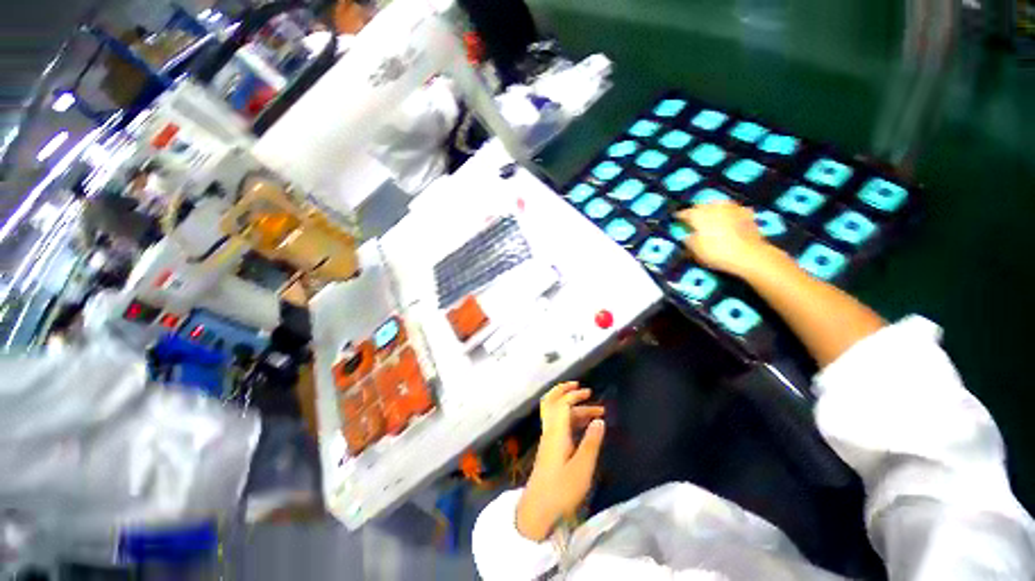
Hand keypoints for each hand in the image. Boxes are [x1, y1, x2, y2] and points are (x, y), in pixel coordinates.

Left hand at [516, 382, 605, 541]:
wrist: (537, 510)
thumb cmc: (561, 490)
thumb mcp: (582, 469)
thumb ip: (591, 443)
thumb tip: (600, 421)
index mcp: (556, 432)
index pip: (562, 403)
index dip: (574, 395)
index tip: (589, 392)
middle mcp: (550, 431)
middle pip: (552, 402)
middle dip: (564, 391)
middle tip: (580, 387)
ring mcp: (548, 439)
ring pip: (557, 413)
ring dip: (573, 407)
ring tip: (595, 411)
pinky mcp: (549, 447)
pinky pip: (558, 423)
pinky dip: (570, 417)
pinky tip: (584, 425)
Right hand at [675, 201, 776, 276]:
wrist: (749, 254)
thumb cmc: (716, 252)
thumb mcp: (694, 250)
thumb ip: (688, 240)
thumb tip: (687, 235)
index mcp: (698, 215)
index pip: (685, 213)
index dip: (679, 216)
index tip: (676, 219)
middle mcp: (714, 207)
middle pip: (701, 206)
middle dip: (696, 211)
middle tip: (693, 218)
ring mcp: (732, 208)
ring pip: (718, 204)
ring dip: (713, 209)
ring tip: (711, 216)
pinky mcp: (747, 213)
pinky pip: (734, 210)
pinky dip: (729, 213)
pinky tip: (729, 218)